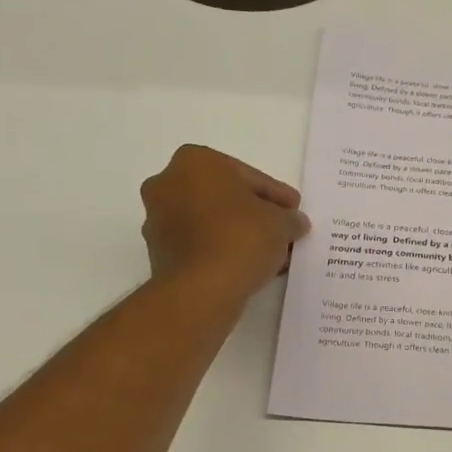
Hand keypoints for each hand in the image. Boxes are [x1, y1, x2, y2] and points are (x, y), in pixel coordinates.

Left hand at [140, 146, 309, 301]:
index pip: (249, 177)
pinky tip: (248, 265)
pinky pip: (200, 244)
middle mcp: (168, 183)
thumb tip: (293, 222)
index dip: (277, 195)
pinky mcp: (158, 252)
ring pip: (211, 221)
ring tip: (270, 253)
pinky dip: (222, 250)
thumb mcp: (281, 223)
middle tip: (282, 230)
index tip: (294, 211)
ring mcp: (157, 219)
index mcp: (195, 161)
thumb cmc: (240, 238)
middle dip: (254, 213)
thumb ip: (290, 217)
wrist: (201, 290)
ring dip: (238, 233)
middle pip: (225, 197)